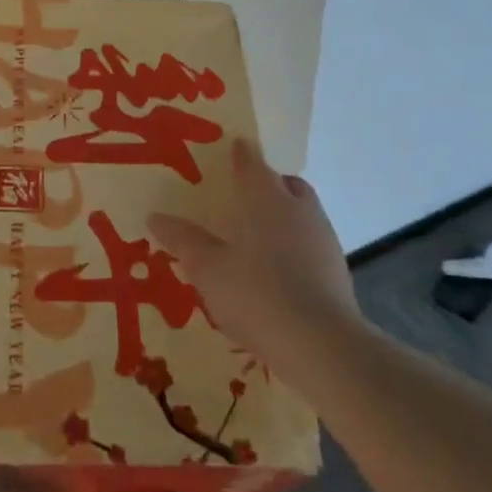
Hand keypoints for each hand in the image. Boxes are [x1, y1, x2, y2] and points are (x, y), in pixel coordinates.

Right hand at [149, 138, 365, 386]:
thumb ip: (183, 240)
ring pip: (303, 214)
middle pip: (287, 185)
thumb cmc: (256, 294)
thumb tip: (155, 217)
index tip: (235, 146)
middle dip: (270, 183)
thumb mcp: (207, 269)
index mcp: (268, 201)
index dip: (242, 154)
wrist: (320, 345)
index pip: (253, 165)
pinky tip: (276, 270)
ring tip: (258, 236)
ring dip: (284, 216)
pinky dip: (294, 246)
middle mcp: (300, 212)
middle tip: (245, 194)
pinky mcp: (336, 271)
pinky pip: (311, 245)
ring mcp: (324, 241)